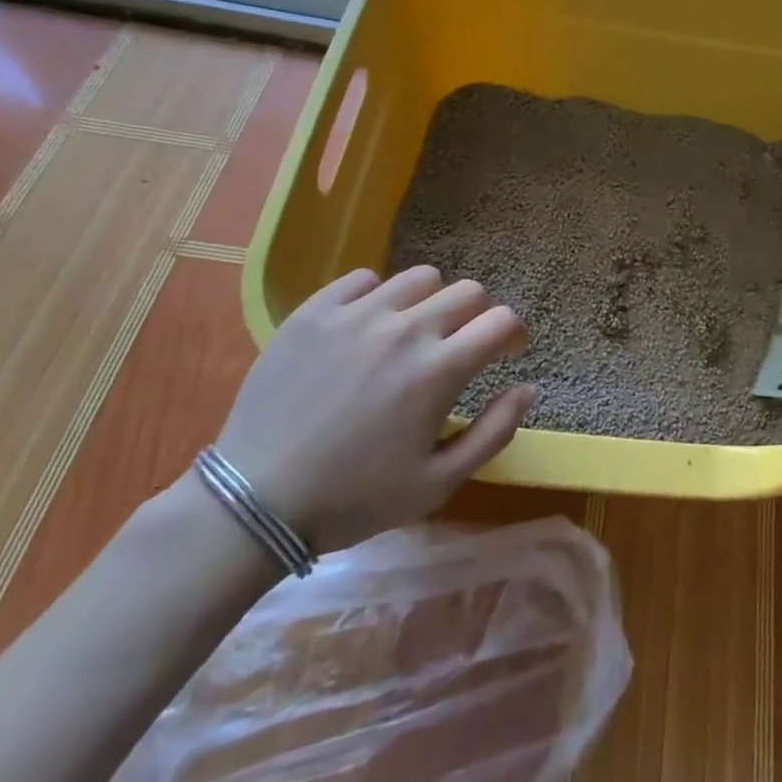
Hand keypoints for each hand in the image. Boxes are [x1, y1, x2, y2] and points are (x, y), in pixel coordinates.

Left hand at [212, 266, 532, 551]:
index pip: (501, 321)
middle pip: (468, 291)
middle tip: (459, 345)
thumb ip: (493, 432)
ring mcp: (358, 314)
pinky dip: (377, 297)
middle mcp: (406, 328)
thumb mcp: (437, 483)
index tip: (505, 352)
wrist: (253, 502)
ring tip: (412, 331)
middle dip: (477, 316)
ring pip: (420, 278)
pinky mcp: (315, 311)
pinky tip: (366, 327)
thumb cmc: (353, 500)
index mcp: (440, 369)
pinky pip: (363, 279)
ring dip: (430, 301)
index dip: (513, 334)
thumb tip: (528, 388)